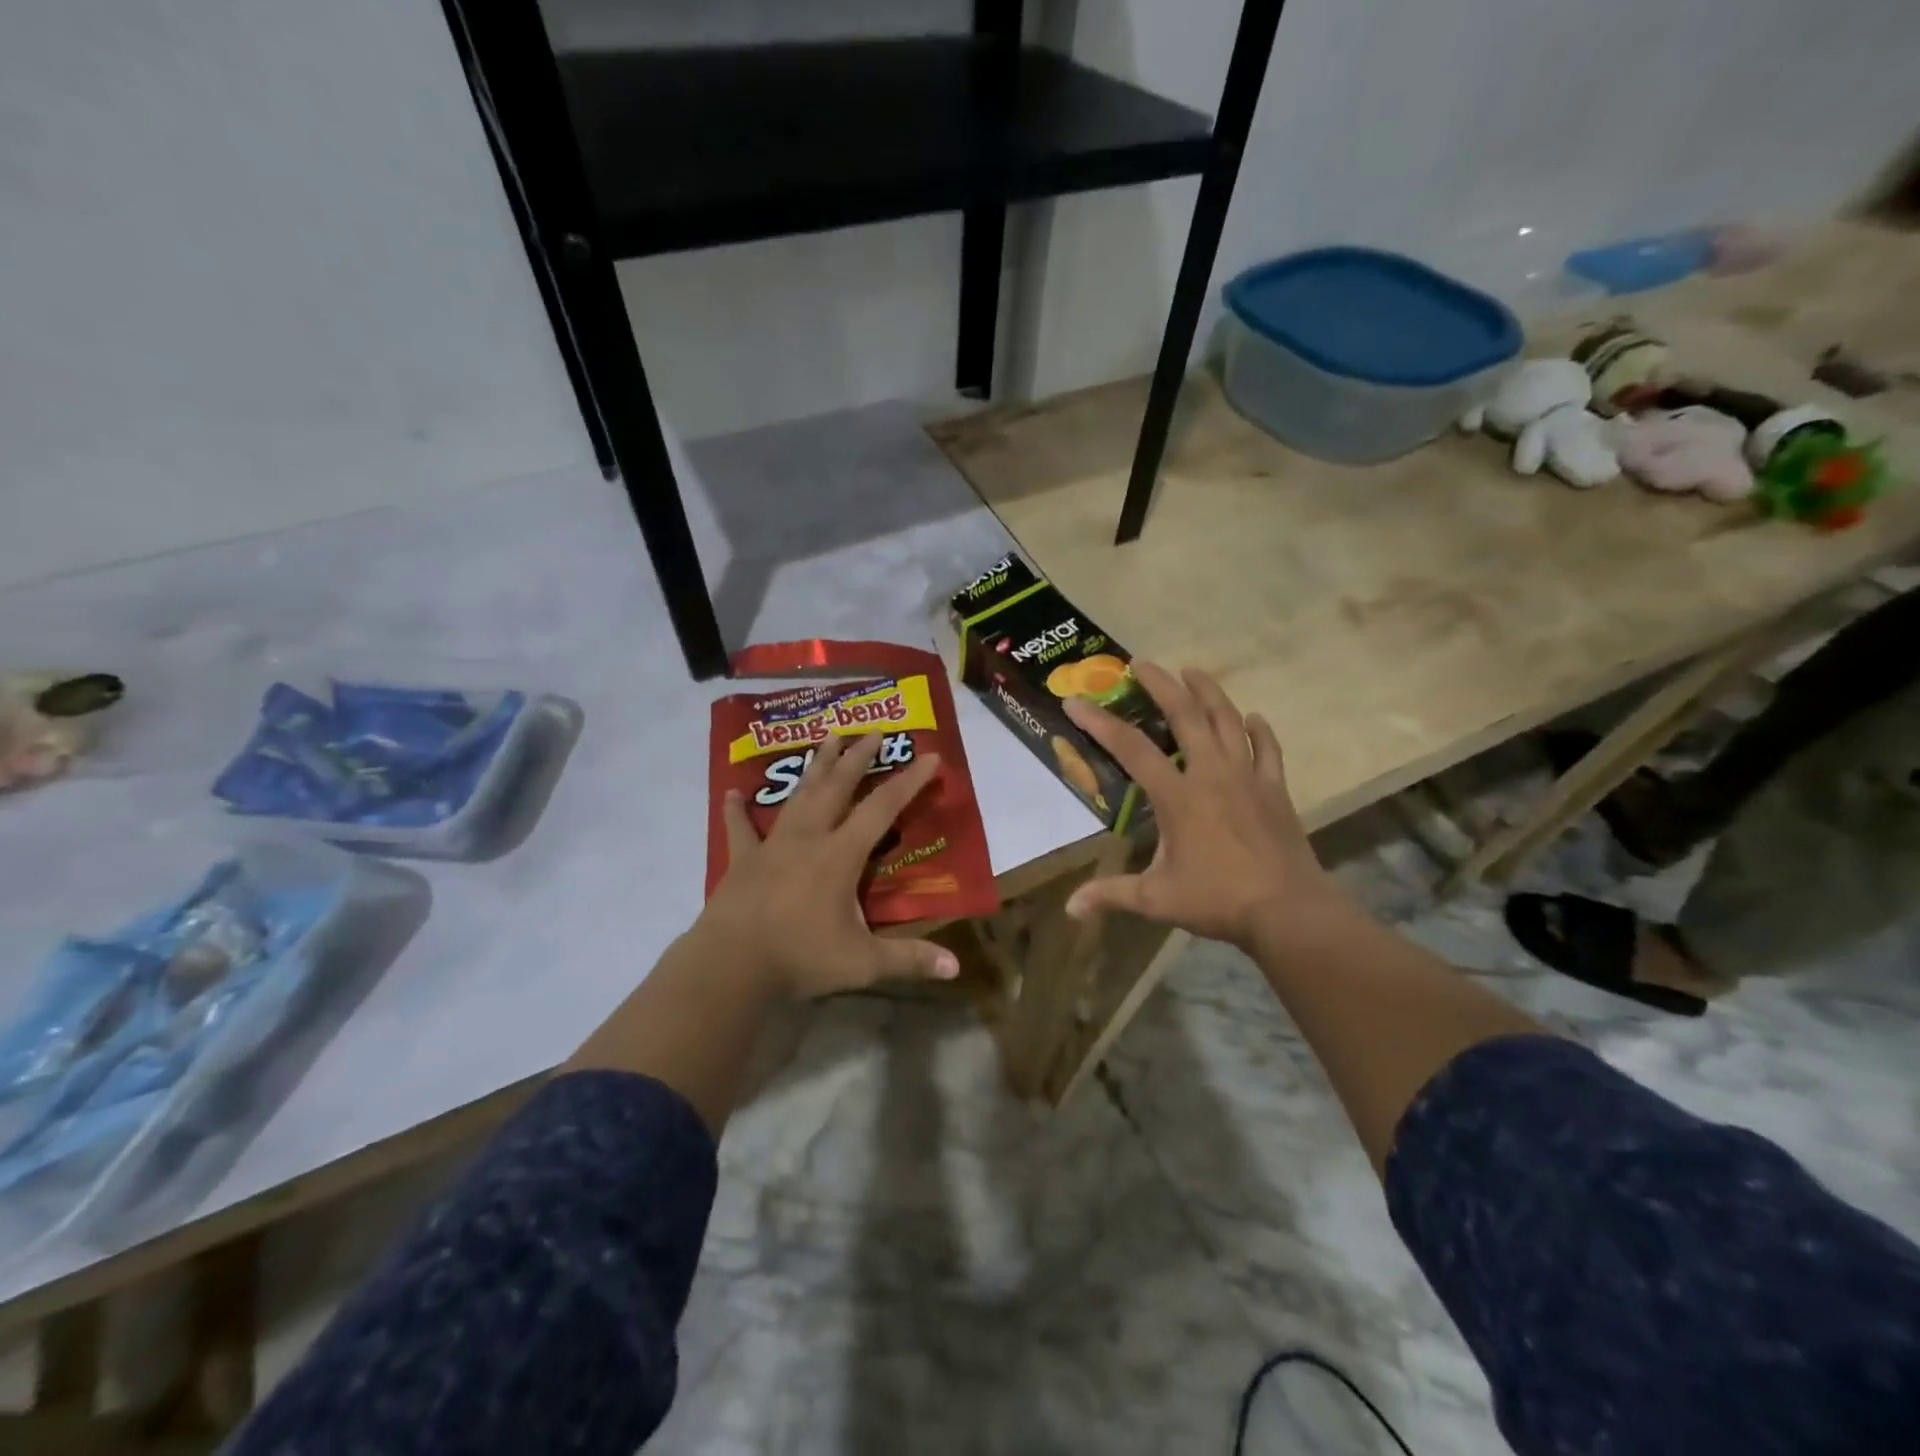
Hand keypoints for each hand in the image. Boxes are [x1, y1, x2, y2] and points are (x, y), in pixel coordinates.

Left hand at [694, 731, 959, 998]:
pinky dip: (737, 811)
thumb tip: (956, 969)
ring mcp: (772, 845)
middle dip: (858, 757)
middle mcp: (809, 838)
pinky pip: (741, 829)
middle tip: (873, 731)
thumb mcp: (862, 963)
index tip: (929, 756)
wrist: (730, 965)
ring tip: (827, 739)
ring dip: (816, 767)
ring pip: (799, 796)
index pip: (882, 808)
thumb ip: (909, 960)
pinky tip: (733, 793)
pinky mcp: (742, 861)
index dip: (909, 781)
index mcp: (840, 854)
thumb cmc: (800, 957)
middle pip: (838, 787)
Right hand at [1063, 663, 1348, 953]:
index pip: (1131, 749)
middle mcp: (1211, 774)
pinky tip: (1253, 717)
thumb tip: (1071, 909)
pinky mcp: (1275, 790)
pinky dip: (1259, 731)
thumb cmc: (1218, 900)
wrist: (1288, 910)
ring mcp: (1248, 778)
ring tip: (1193, 670)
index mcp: (1178, 796)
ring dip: (1208, 692)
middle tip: (1141, 663)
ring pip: (1228, 721)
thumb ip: (1112, 895)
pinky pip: (1268, 750)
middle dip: (1161, 685)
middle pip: (1186, 715)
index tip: (1075, 702)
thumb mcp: (1157, 899)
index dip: (1100, 723)